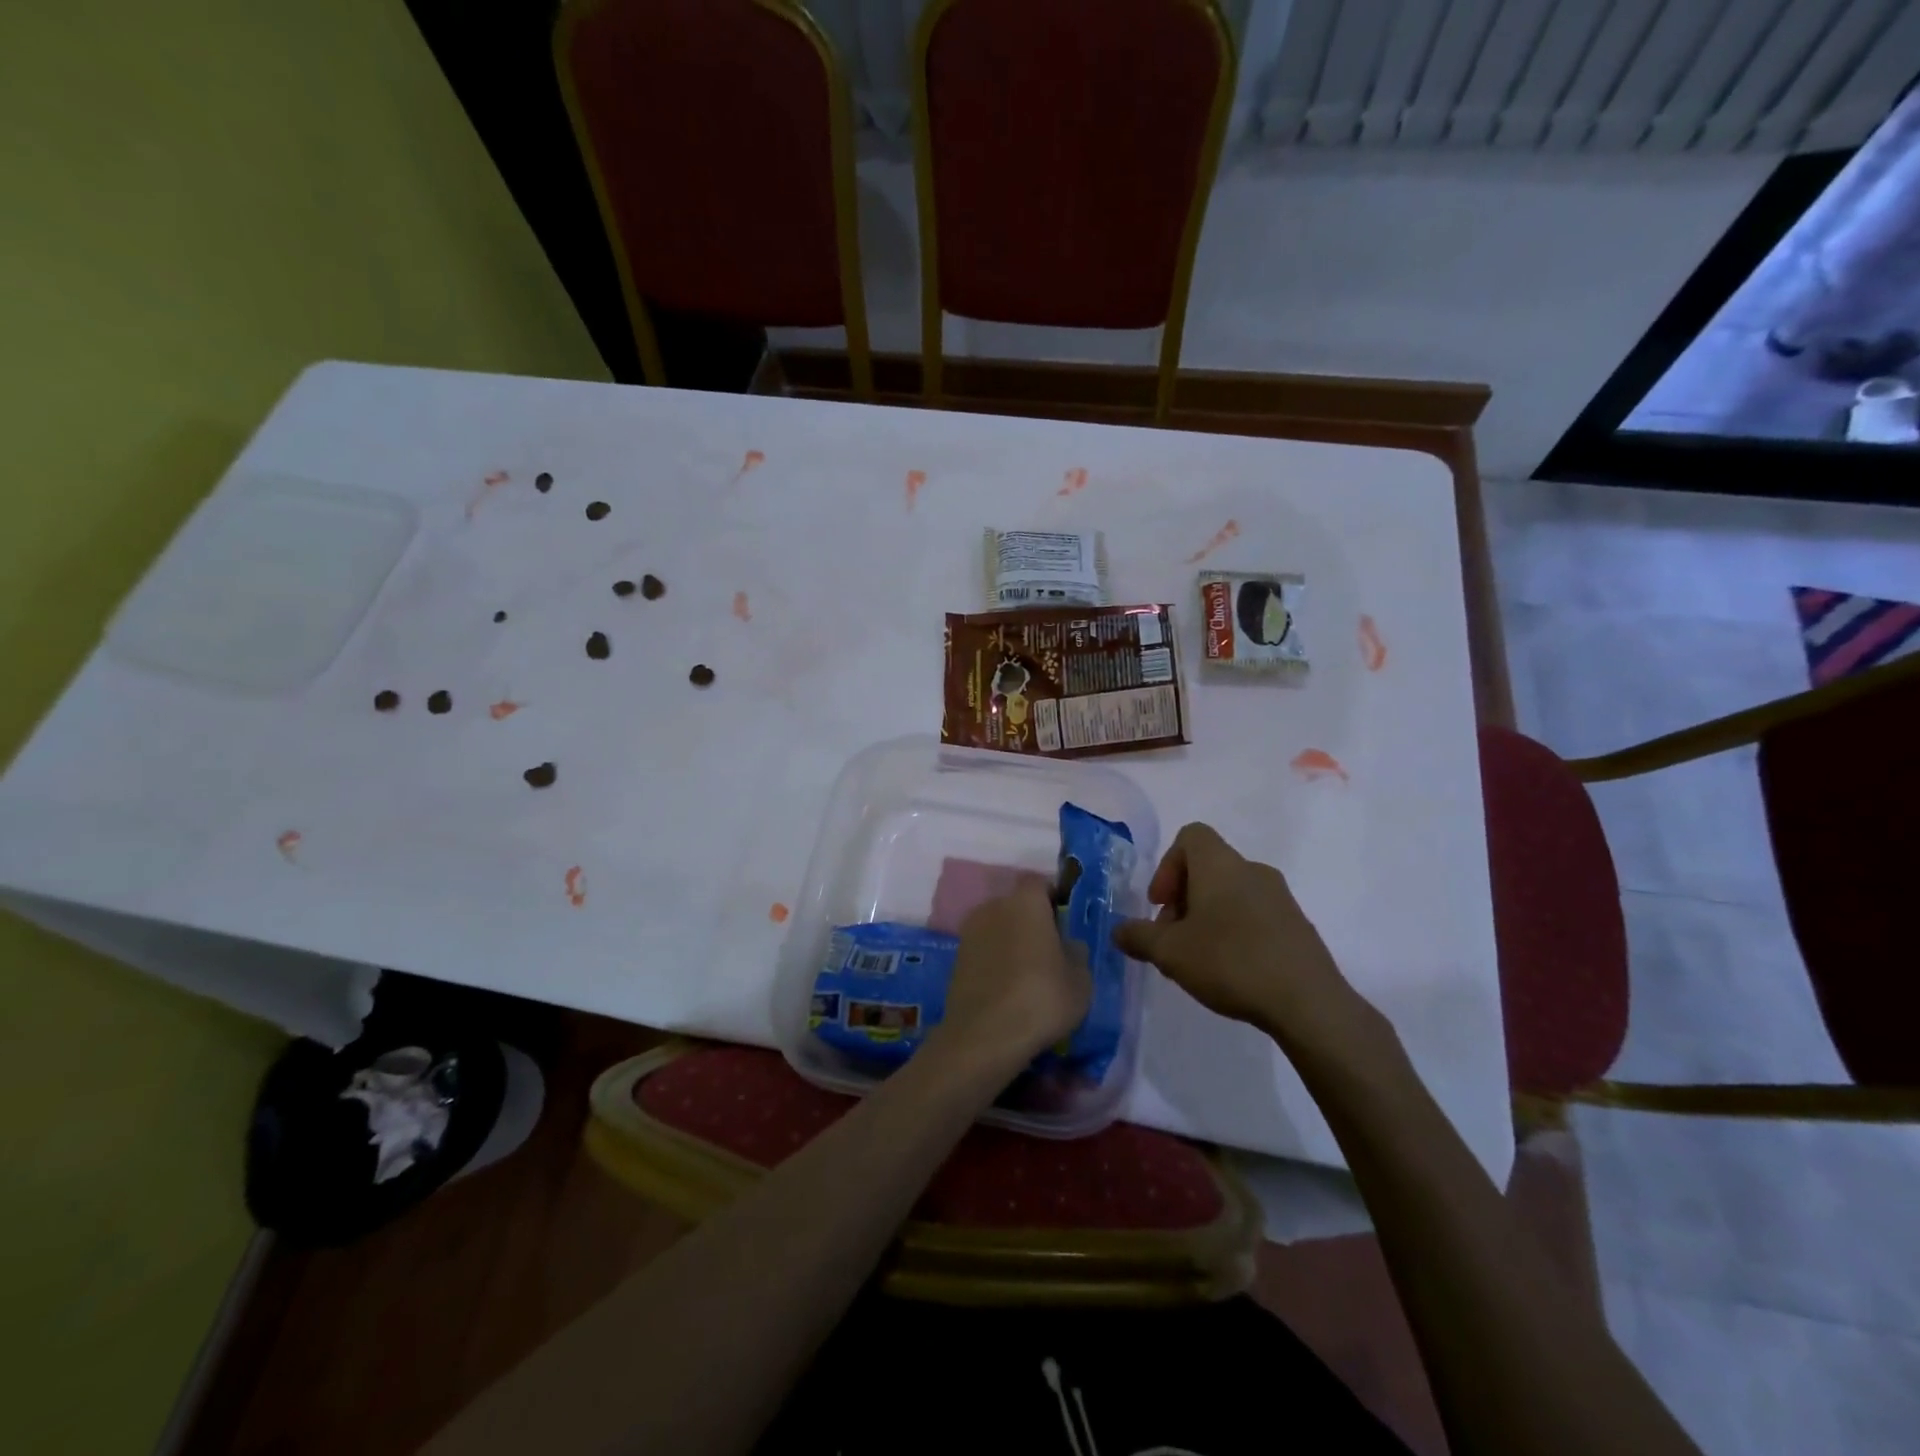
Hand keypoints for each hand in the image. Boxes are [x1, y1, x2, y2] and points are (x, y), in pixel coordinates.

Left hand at [936, 881, 1090, 1070]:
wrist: (984, 1035)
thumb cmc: (1042, 998)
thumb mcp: (1080, 979)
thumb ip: (1076, 952)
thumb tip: (1067, 944)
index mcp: (1025, 902)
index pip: (1040, 883)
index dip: (1054, 897)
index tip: (1065, 921)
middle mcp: (993, 907)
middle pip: (1016, 904)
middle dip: (1032, 921)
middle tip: (1050, 950)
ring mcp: (969, 932)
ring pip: (998, 927)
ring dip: (1012, 941)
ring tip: (1028, 973)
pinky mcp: (956, 959)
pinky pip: (984, 950)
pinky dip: (995, 961)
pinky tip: (1008, 988)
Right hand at [1113, 823, 1372, 1057]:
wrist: (1308, 1002)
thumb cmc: (1230, 962)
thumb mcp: (1169, 952)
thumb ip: (1138, 937)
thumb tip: (1118, 931)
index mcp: (1220, 865)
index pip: (1190, 836)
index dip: (1167, 866)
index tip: (1161, 904)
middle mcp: (1252, 870)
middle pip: (1208, 867)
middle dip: (1183, 898)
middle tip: (1172, 938)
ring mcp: (1280, 897)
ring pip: (1232, 892)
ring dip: (1208, 916)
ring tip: (1198, 959)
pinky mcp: (1298, 925)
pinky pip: (1256, 914)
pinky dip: (1236, 930)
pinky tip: (1231, 969)